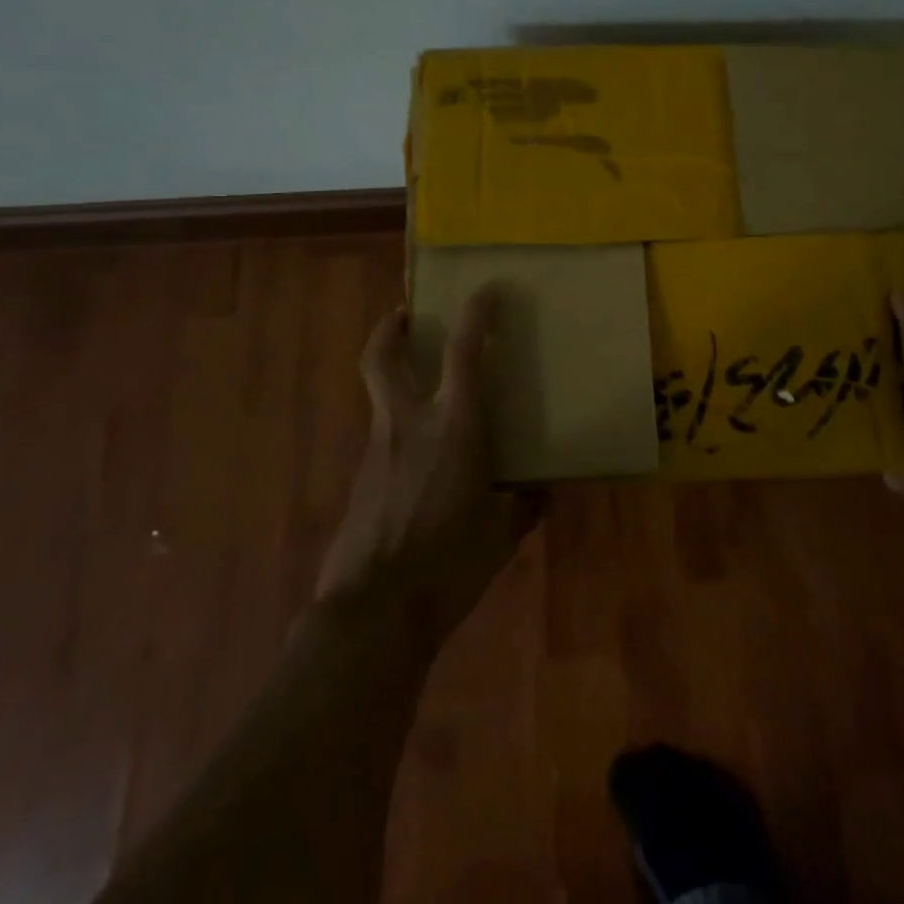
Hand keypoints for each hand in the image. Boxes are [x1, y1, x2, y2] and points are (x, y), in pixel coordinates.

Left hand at [315, 288, 544, 648]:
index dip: (476, 314)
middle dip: (391, 328)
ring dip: (395, 378)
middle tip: (407, 315)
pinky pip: (382, 437)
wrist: (373, 613)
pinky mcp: (359, 479)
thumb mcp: (502, 534)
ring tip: (424, 392)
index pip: (464, 352)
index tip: (486, 290)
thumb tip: (543, 489)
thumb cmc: (449, 564)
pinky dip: (400, 430)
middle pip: (383, 357)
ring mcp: (377, 450)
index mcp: (454, 428)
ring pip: (379, 395)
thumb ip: (524, 505)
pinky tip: (419, 461)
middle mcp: (408, 425)